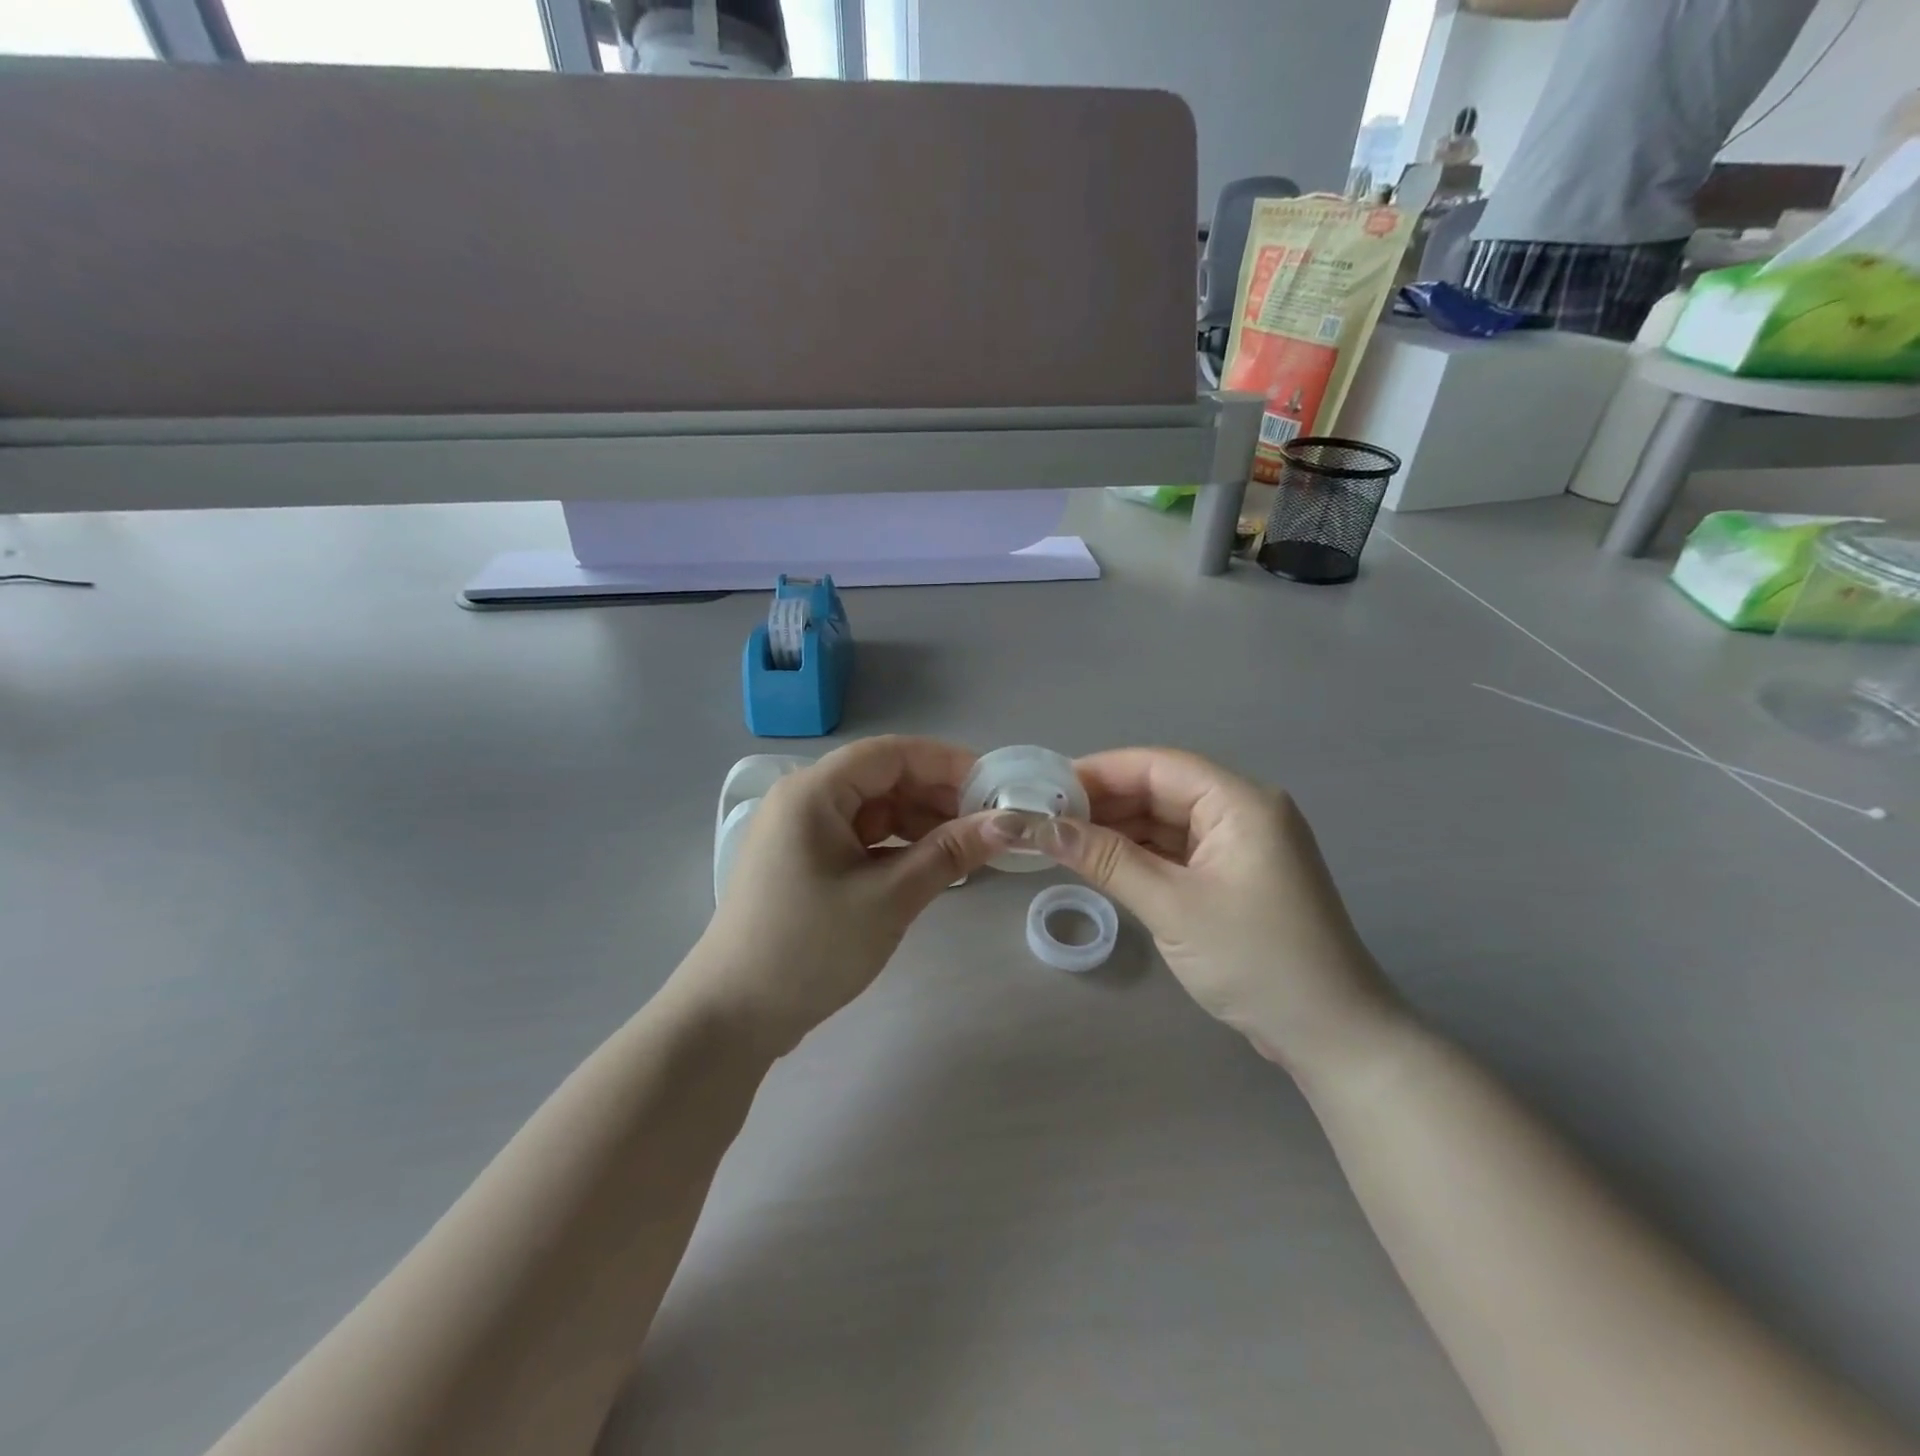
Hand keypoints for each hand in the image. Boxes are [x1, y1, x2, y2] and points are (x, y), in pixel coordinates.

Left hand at [676, 736, 1008, 1055]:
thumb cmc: (809, 948)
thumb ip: (950, 853)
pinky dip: (897, 847)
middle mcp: (804, 799)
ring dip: (920, 823)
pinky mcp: (805, 861)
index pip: (891, 754)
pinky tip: (930, 866)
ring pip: (875, 810)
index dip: (947, 763)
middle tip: (989, 824)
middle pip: (883, 779)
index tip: (996, 786)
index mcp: (813, 792)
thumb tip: (1010, 823)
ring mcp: (802, 832)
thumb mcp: (889, 899)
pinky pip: (861, 838)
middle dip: (938, 796)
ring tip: (967, 848)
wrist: (733, 1016)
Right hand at [1027, 748, 1406, 1076]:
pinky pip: (1178, 851)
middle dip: (1104, 802)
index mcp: (1240, 803)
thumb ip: (1106, 860)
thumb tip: (1043, 827)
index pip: (1158, 766)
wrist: (1332, 1036)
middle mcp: (1243, 812)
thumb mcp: (1172, 907)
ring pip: (1167, 821)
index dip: (1099, 771)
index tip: (1045, 786)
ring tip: (1061, 838)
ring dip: (1118, 830)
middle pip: (1161, 789)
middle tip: (1044, 817)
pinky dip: (1140, 855)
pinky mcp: (1235, 877)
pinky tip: (1100, 862)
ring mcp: (1241, 846)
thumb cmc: (1256, 961)